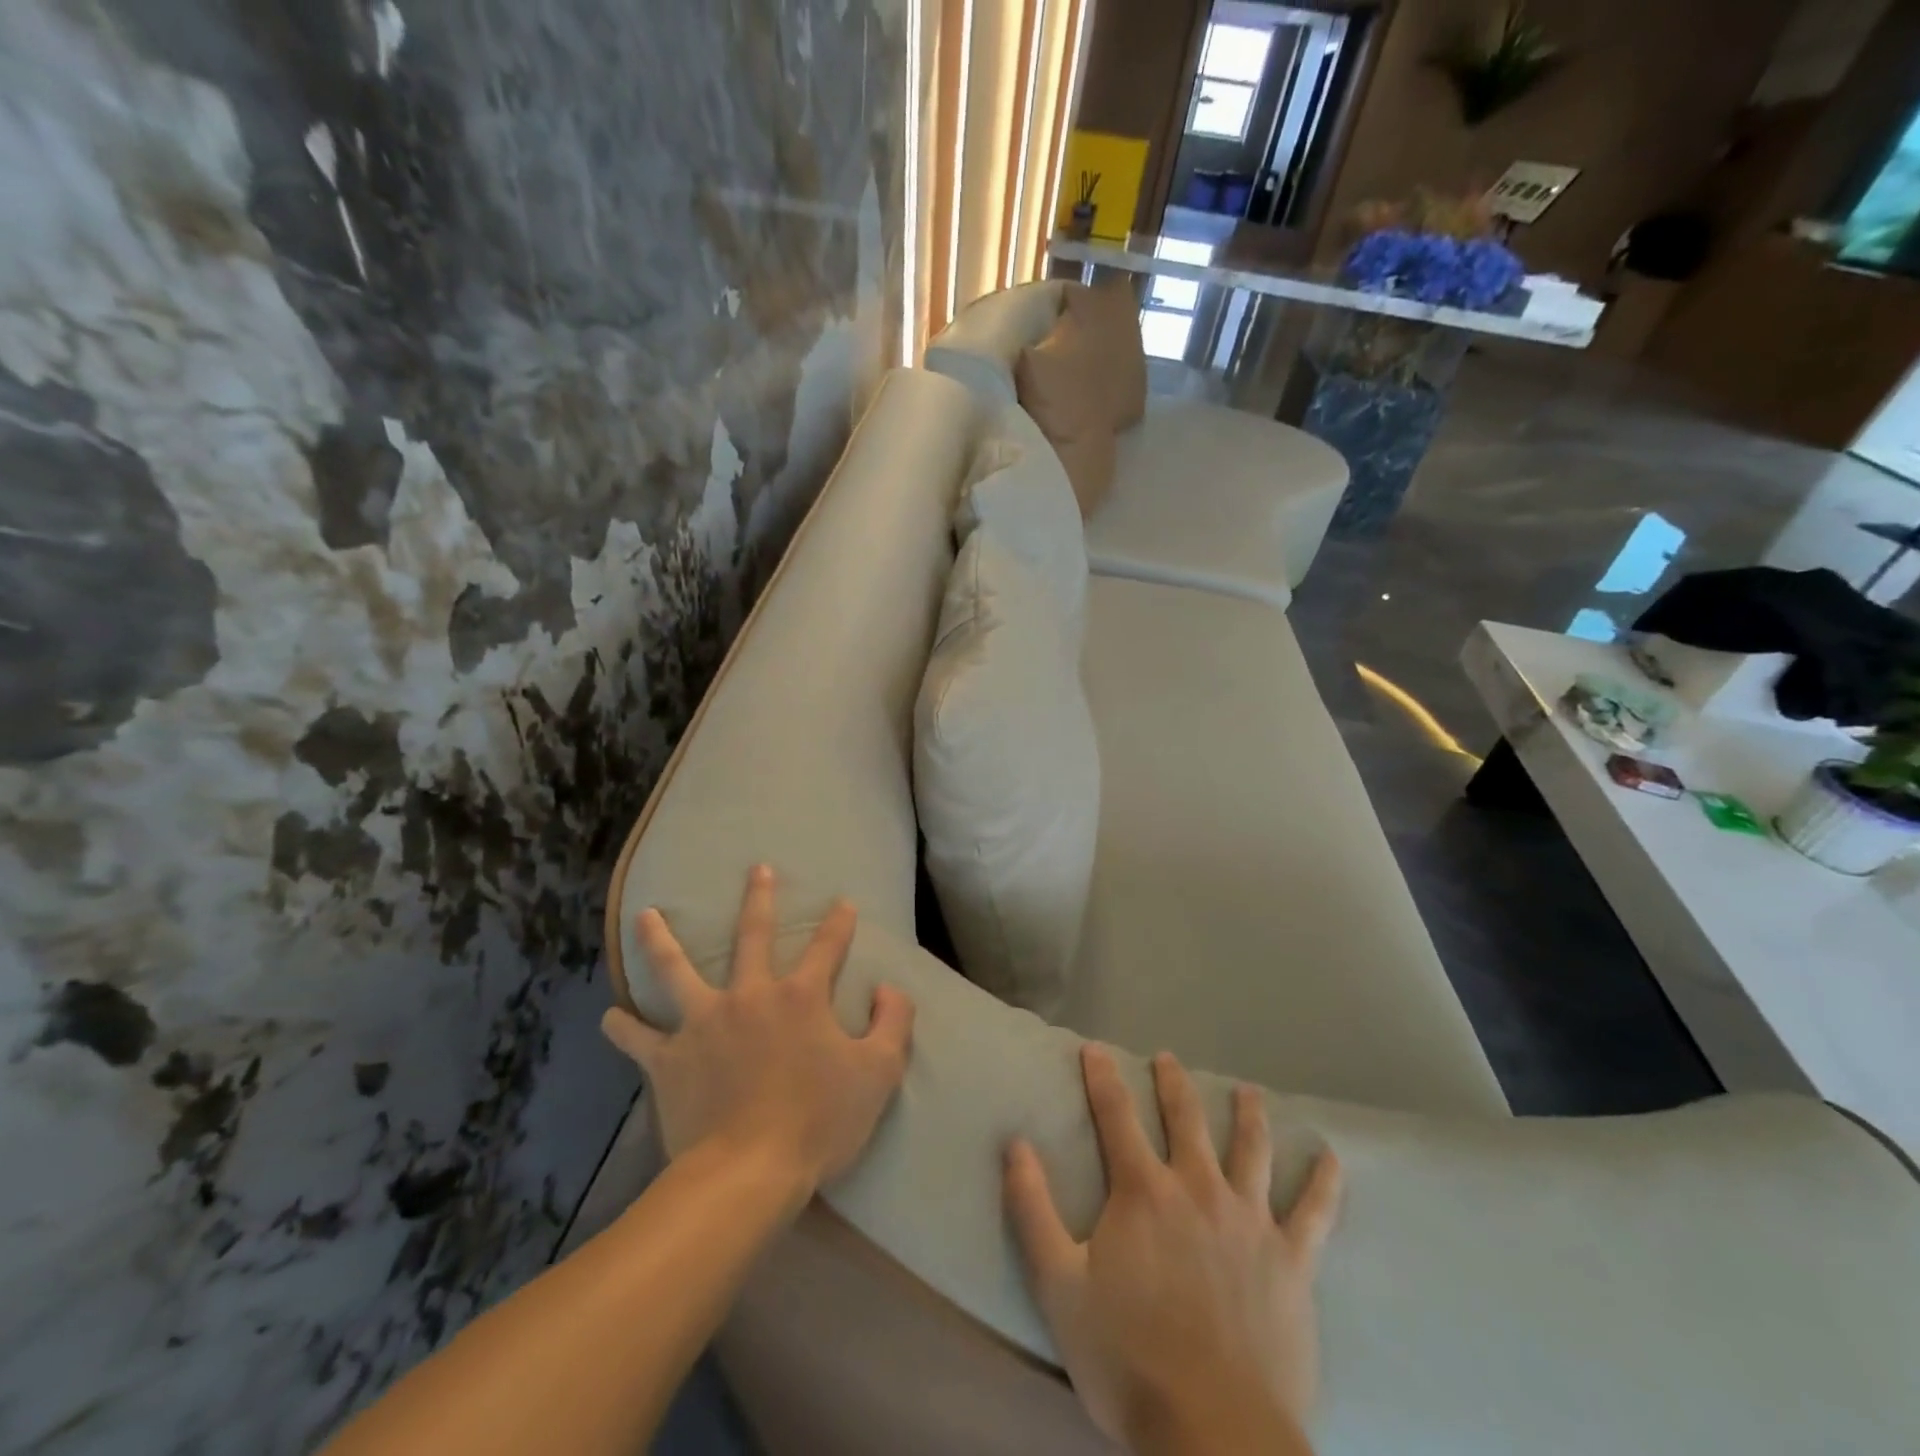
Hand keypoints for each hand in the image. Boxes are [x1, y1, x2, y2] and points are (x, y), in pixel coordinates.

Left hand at [602, 865, 915, 1200]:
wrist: (747, 1174)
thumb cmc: (818, 1123)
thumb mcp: (879, 1073)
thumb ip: (893, 1022)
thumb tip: (889, 988)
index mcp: (800, 997)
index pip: (827, 946)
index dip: (839, 922)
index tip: (843, 902)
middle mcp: (750, 995)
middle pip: (753, 935)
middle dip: (759, 898)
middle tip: (757, 869)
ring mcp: (703, 1023)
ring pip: (676, 970)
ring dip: (660, 940)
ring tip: (646, 915)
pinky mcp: (669, 1059)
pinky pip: (638, 1037)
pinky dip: (622, 1026)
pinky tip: (608, 1016)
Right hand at [1005, 1047, 1342, 1454]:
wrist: (1216, 1434)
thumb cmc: (1129, 1358)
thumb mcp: (1058, 1286)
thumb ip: (1032, 1209)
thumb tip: (1016, 1143)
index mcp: (1144, 1192)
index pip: (1116, 1115)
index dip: (1102, 1077)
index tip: (1095, 1048)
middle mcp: (1198, 1189)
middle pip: (1185, 1119)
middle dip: (1173, 1083)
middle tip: (1168, 1058)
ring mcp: (1250, 1221)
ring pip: (1251, 1149)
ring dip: (1248, 1114)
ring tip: (1247, 1090)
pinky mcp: (1292, 1261)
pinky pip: (1314, 1212)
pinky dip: (1324, 1182)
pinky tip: (1332, 1157)